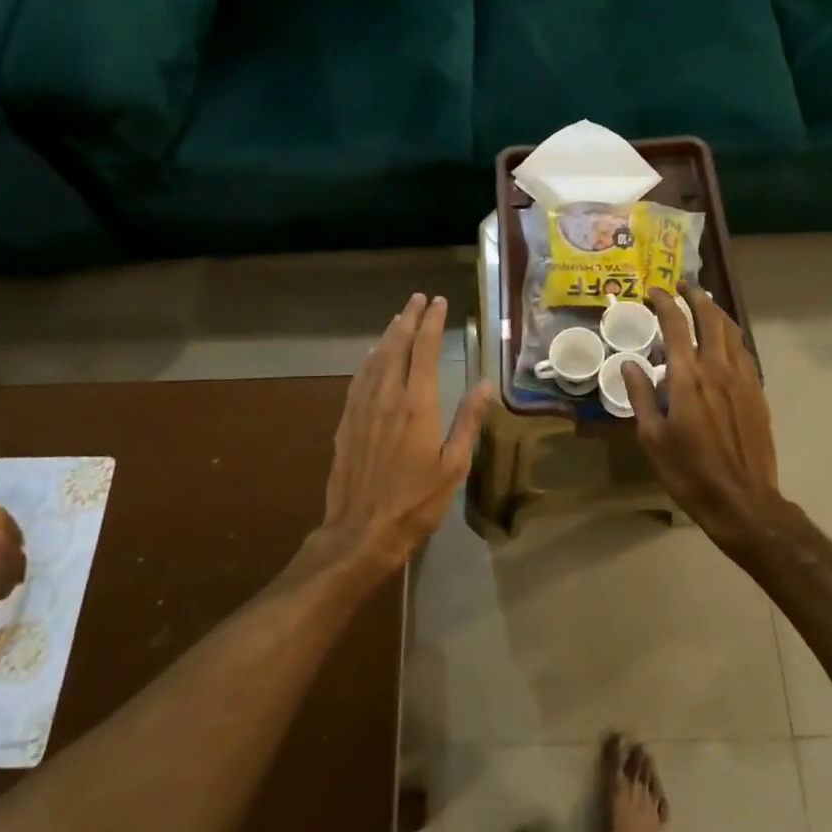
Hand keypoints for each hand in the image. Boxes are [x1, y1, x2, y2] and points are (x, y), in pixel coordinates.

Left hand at [318, 294, 492, 575]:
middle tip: (419, 299)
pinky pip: (359, 378)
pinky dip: (369, 359)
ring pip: (376, 358)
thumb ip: (468, 421)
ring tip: (400, 317)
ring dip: (389, 334)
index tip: (439, 302)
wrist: (361, 532)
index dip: (432, 322)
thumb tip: (485, 384)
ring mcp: (363, 407)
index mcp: (417, 403)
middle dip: (410, 318)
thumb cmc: (415, 502)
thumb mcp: (453, 466)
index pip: (425, 350)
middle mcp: (387, 396)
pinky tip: (373, 355)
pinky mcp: (347, 421)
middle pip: (398, 345)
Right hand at [621, 284, 786, 549]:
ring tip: (704, 305)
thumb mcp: (652, 437)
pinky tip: (724, 341)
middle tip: (683, 287)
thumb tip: (630, 364)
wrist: (742, 501)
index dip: (664, 303)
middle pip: (710, 318)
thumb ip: (640, 396)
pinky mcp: (757, 393)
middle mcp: (718, 368)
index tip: (654, 291)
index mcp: (687, 377)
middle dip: (696, 297)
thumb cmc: (689, 472)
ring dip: (716, 312)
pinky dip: (731, 336)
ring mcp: (742, 379)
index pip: (676, 324)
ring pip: (732, 331)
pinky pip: (744, 351)